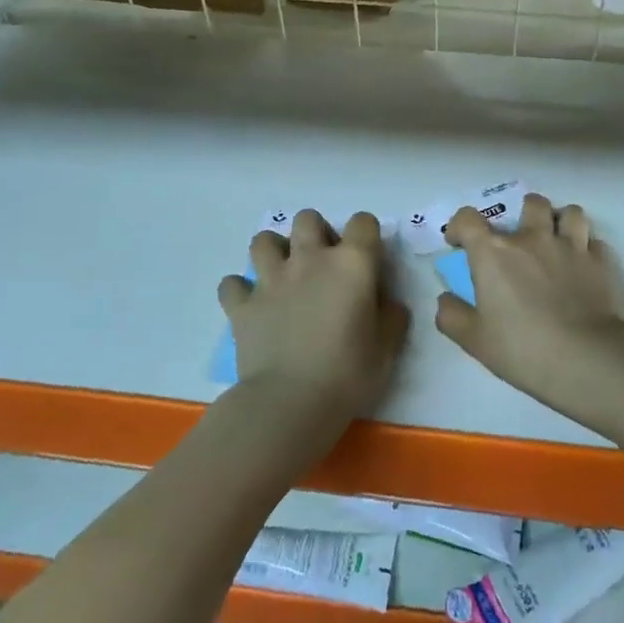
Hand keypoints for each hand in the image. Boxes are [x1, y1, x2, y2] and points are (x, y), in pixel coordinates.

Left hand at [217, 210, 408, 421]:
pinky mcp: (242, 304)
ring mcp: (271, 279)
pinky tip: (250, 305)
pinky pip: (232, 284)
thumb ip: (390, 317)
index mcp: (351, 264)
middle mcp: (310, 259)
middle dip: (316, 233)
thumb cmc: (348, 374)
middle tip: (323, 264)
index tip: (368, 260)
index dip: (366, 236)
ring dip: (274, 251)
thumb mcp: (387, 349)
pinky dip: (240, 290)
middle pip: (308, 219)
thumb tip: (388, 303)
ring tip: (283, 275)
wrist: (290, 403)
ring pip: (264, 240)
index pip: (363, 222)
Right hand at [436, 194, 623, 422]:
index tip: (460, 243)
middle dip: (523, 213)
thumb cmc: (523, 348)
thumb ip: (452, 316)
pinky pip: (594, 242)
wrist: (587, 358)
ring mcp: (572, 246)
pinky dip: (587, 250)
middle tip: (520, 238)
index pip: (468, 218)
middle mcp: (533, 238)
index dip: (460, 226)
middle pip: (530, 203)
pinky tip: (584, 268)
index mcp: (495, 252)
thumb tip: (445, 299)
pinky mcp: (602, 262)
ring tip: (558, 242)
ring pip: (570, 213)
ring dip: (561, 222)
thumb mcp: (474, 341)